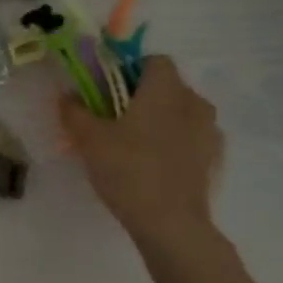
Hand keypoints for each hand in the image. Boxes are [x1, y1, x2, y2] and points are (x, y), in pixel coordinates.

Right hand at [57, 56, 222, 247]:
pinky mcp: (215, 159)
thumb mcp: (89, 139)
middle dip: (141, 98)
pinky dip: (174, 144)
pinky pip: (191, 139)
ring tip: (133, 147)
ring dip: (159, 121)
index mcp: (166, 89)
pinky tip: (153, 168)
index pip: (153, 60)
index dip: (128, 70)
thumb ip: (75, 111)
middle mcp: (195, 102)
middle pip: (167, 87)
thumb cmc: (128, 169)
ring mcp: (210, 132)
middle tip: (113, 121)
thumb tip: (67, 95)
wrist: (171, 223)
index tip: (107, 92)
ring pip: (181, 114)